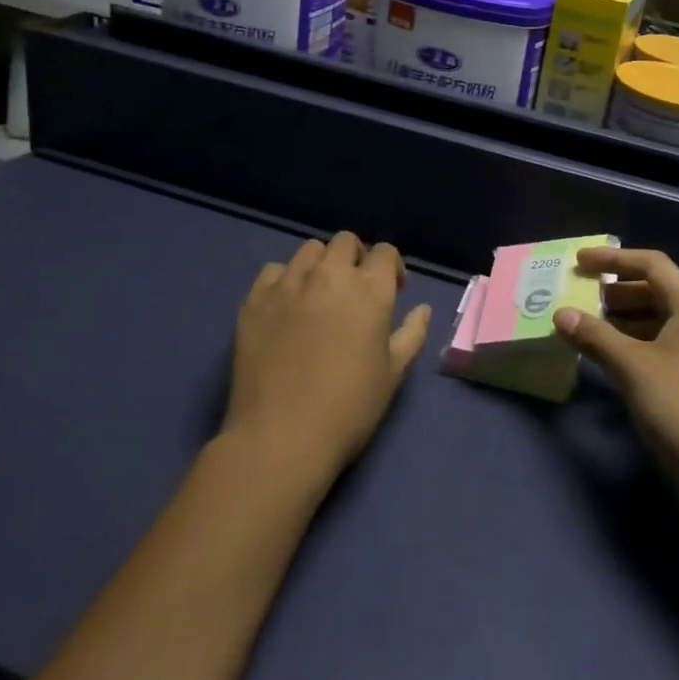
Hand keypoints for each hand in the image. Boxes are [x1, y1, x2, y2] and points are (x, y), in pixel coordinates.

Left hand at [225, 232, 430, 484]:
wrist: (281, 437)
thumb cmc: (349, 408)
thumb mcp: (393, 374)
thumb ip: (412, 334)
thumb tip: (423, 309)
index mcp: (370, 290)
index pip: (385, 251)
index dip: (390, 268)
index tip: (391, 292)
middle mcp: (330, 275)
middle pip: (346, 242)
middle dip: (356, 259)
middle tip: (355, 291)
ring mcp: (289, 284)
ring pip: (310, 250)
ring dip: (321, 264)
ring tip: (320, 294)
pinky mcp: (255, 300)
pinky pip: (274, 271)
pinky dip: (285, 280)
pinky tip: (287, 305)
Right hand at [552, 247, 678, 494]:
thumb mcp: (634, 368)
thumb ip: (595, 337)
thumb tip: (560, 314)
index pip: (652, 264)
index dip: (613, 259)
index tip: (579, 262)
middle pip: (656, 290)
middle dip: (615, 291)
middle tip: (578, 296)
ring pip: (658, 321)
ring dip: (622, 320)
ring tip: (585, 326)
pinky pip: (661, 347)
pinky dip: (634, 345)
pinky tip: (609, 358)